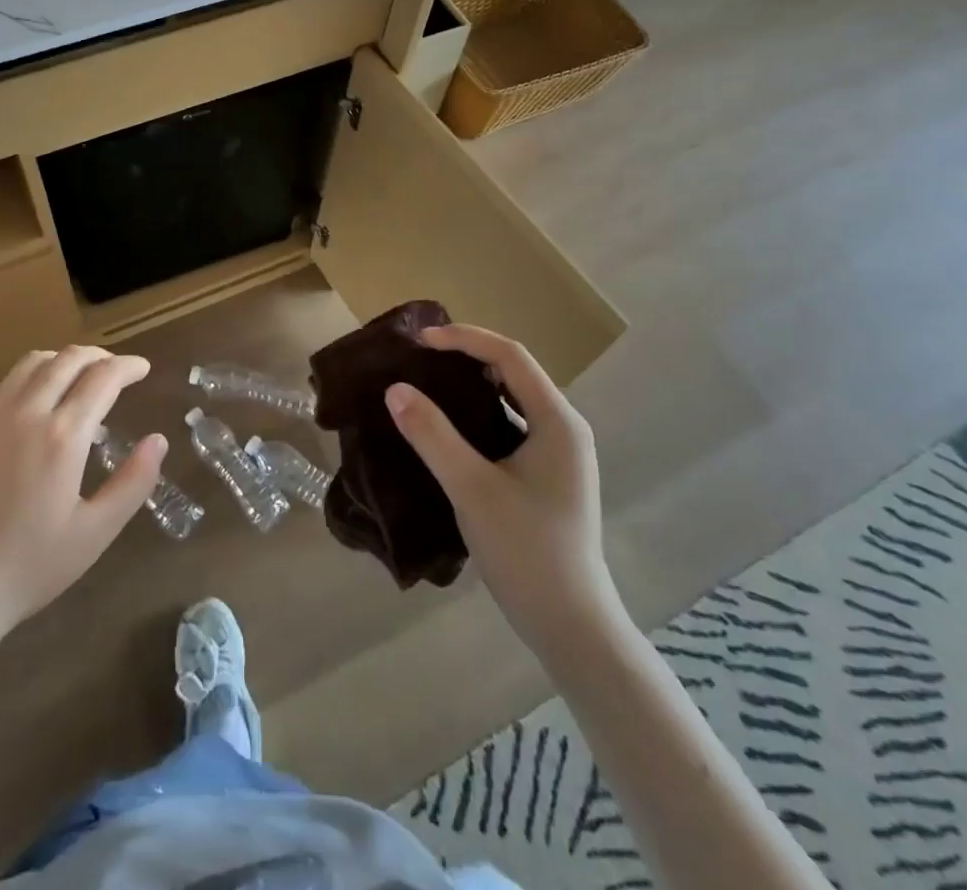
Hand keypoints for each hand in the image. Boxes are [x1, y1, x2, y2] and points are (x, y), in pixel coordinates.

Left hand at [0, 346, 165, 641]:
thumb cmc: (28, 565)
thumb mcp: (95, 532)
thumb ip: (133, 482)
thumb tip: (158, 440)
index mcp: (63, 435)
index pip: (103, 377)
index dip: (128, 366)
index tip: (143, 369)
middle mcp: (27, 411)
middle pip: (69, 359)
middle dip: (100, 356)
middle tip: (117, 370)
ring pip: (34, 362)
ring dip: (65, 360)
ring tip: (80, 377)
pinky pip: (7, 381)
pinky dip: (34, 374)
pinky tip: (38, 399)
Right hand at [386, 325, 626, 659]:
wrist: (572, 627)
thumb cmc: (526, 552)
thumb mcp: (472, 489)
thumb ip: (432, 436)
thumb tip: (395, 389)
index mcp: (558, 421)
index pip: (510, 356)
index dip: (464, 339)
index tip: (420, 341)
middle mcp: (565, 427)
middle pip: (514, 371)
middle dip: (467, 355)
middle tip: (420, 356)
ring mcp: (560, 452)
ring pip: (513, 398)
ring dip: (473, 383)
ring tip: (429, 381)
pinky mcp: (549, 474)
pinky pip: (512, 423)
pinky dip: (480, 412)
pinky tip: (451, 425)